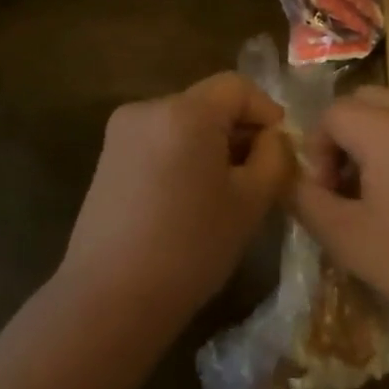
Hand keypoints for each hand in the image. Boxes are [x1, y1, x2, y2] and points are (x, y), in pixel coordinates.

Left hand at [61, 73, 293, 321]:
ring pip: (184, 122)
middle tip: (260, 173)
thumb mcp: (251, 202)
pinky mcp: (107, 157)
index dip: (266, 110)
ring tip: (225, 189)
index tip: (281, 149)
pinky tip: (189, 198)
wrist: (109, 300)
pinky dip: (182, 155)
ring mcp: (122, 132)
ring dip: (211, 144)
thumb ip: (274, 157)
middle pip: (208, 102)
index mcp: (185, 112)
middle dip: (239, 130)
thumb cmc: (190, 248)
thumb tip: (272, 137)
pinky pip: (159, 140)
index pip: (237, 87)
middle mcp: (148, 108)